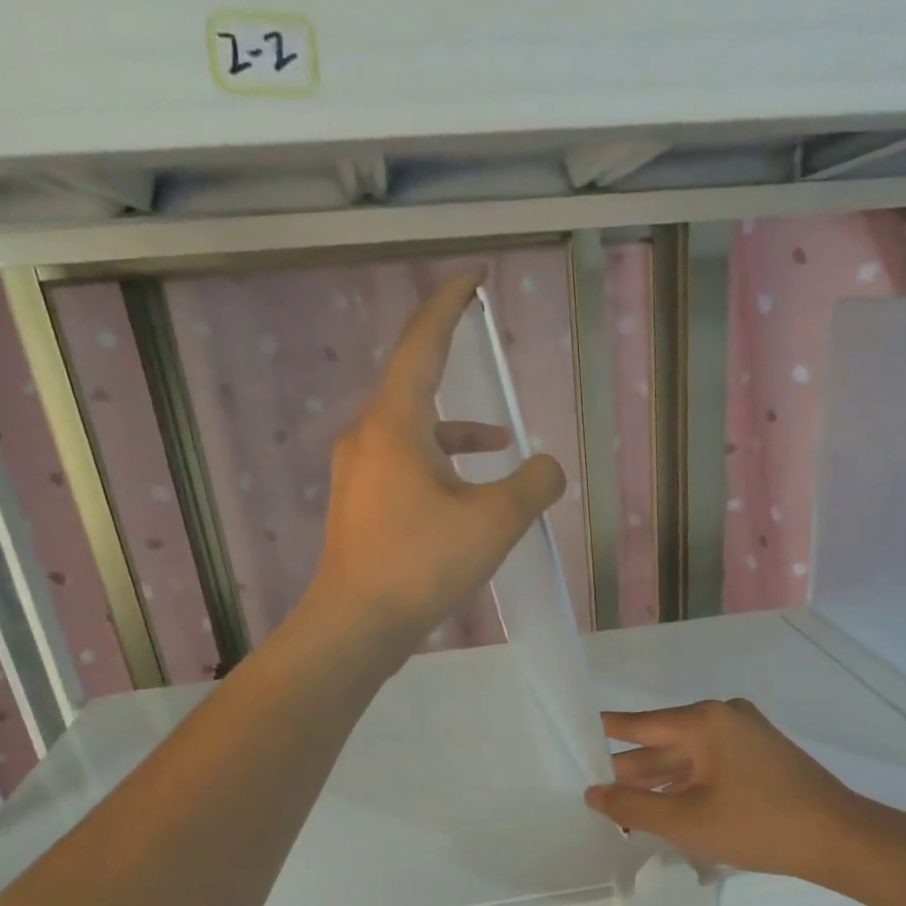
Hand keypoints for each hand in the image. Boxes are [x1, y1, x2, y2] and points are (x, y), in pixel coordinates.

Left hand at [307, 270, 565, 646]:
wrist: (356, 625)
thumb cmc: (422, 563)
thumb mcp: (494, 522)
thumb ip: (533, 485)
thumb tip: (548, 468)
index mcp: (395, 424)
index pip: (423, 344)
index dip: (450, 305)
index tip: (474, 280)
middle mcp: (368, 438)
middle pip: (415, 385)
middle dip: (452, 366)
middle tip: (479, 342)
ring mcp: (358, 474)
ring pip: (412, 434)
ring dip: (455, 433)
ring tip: (502, 448)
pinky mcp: (360, 507)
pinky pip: (404, 467)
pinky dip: (438, 468)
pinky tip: (464, 499)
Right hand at [585, 700, 861, 881]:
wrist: (839, 839)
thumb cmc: (758, 825)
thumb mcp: (686, 821)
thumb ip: (632, 807)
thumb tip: (593, 793)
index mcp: (704, 721)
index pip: (639, 724)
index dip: (606, 734)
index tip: (576, 736)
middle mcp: (723, 717)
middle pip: (663, 742)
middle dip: (631, 769)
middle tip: (593, 788)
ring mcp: (746, 734)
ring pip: (688, 756)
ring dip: (659, 781)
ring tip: (622, 805)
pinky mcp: (761, 754)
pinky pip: (710, 764)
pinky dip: (687, 784)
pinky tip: (665, 806)